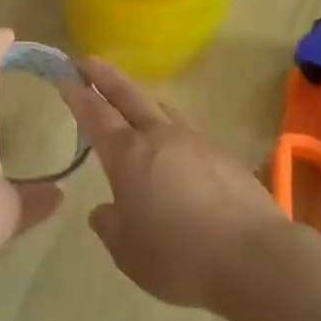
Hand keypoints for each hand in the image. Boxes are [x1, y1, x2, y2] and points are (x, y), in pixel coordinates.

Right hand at [60, 59, 287, 309]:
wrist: (254, 257)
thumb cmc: (179, 256)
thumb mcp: (129, 253)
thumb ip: (111, 227)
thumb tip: (104, 211)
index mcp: (128, 156)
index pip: (96, 115)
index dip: (78, 96)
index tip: (66, 78)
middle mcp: (160, 138)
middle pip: (129, 97)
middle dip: (106, 78)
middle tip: (89, 62)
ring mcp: (196, 142)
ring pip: (163, 111)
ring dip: (142, 102)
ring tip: (133, 104)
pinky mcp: (224, 156)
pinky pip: (189, 134)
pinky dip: (172, 132)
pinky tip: (175, 151)